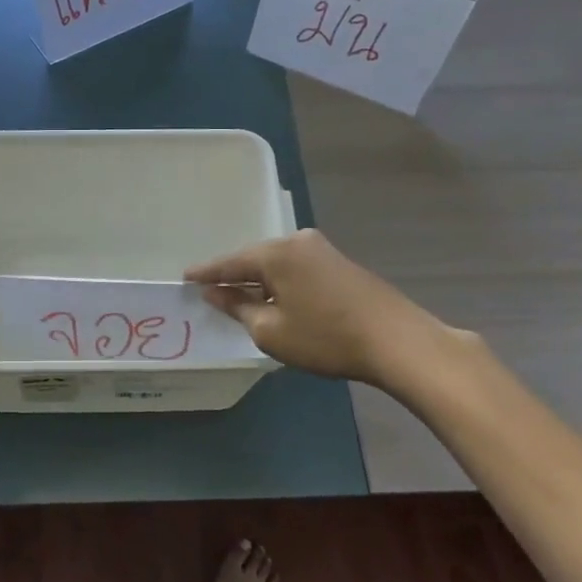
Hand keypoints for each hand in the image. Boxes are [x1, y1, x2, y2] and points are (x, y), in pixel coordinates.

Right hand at [185, 228, 472, 389]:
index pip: (230, 262)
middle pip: (254, 258)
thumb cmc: (326, 337)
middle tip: (210, 289)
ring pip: (277, 263)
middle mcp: (297, 241)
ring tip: (239, 296)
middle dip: (234, 275)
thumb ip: (238, 307)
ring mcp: (322, 249)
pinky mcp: (340, 263)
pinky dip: (281, 281)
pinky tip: (276, 297)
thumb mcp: (271, 330)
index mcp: (276, 253)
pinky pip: (296, 268)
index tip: (185, 277)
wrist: (397, 340)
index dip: (206, 273)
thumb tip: (215, 293)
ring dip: (259, 280)